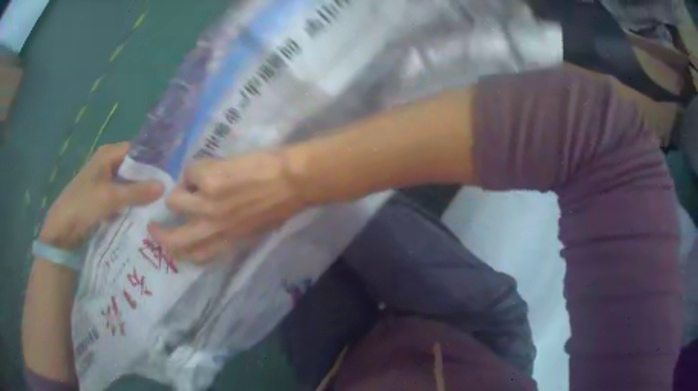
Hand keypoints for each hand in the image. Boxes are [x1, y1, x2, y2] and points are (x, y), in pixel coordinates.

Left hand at [40, 142, 163, 249]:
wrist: (62, 230)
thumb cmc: (82, 206)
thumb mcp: (109, 197)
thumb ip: (135, 192)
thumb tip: (164, 185)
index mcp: (108, 155)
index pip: (137, 150)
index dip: (152, 160)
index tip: (170, 173)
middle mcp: (107, 164)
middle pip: (133, 168)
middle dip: (148, 179)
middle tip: (169, 192)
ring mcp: (104, 182)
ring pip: (128, 184)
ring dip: (140, 194)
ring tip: (160, 205)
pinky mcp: (102, 199)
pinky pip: (122, 198)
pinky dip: (131, 204)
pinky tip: (143, 214)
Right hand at [148, 150, 306, 262]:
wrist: (295, 180)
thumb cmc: (281, 202)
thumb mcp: (254, 226)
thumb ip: (231, 230)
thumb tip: (213, 224)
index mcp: (228, 241)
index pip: (196, 257)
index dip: (179, 253)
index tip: (171, 244)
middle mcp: (213, 228)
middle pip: (174, 241)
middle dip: (159, 234)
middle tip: (153, 226)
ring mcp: (208, 205)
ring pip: (173, 201)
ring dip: (179, 190)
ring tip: (191, 181)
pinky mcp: (208, 180)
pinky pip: (189, 172)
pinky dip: (196, 168)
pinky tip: (210, 164)